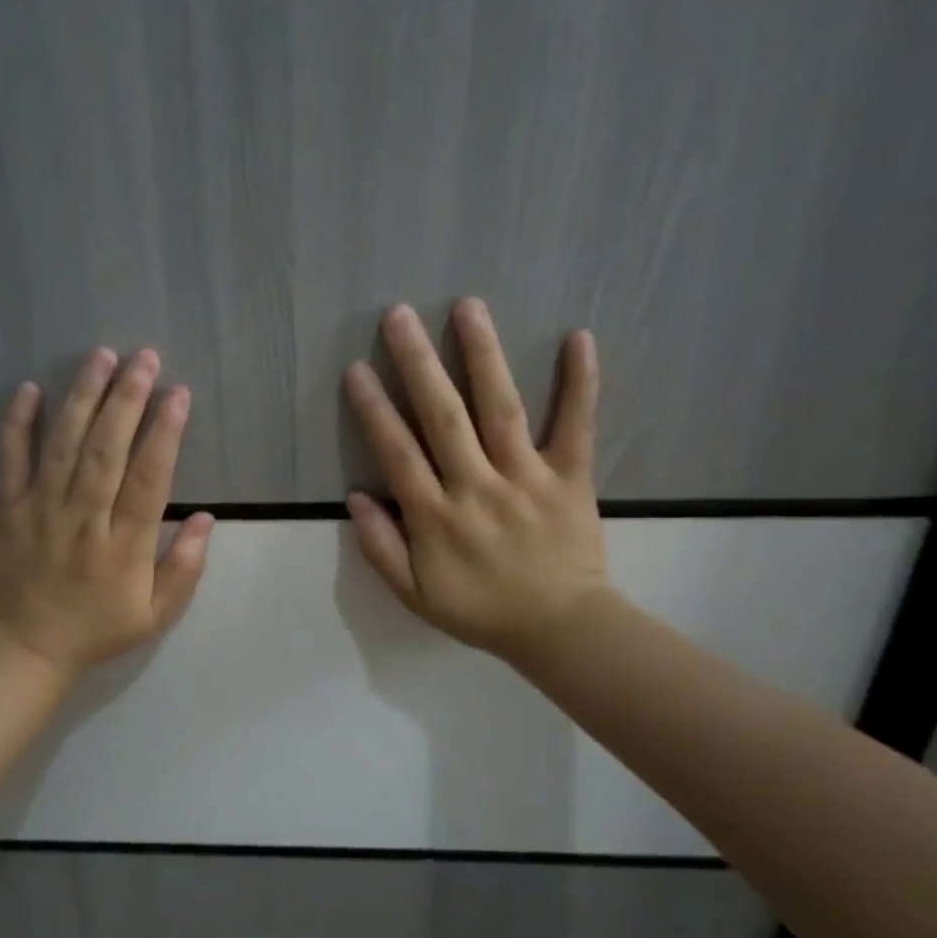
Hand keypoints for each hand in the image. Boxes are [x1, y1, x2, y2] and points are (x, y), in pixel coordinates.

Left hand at [0, 348, 213, 677]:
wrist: (25, 647)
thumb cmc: (98, 628)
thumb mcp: (155, 615)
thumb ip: (185, 568)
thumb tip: (207, 518)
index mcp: (124, 545)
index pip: (149, 479)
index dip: (165, 434)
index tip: (179, 394)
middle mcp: (83, 518)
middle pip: (106, 450)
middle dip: (127, 400)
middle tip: (144, 358)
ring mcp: (40, 509)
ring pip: (63, 445)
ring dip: (82, 397)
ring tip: (101, 357)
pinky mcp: (8, 508)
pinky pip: (10, 460)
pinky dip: (18, 423)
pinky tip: (30, 388)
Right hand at [343, 300, 608, 665]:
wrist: (561, 629)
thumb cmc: (482, 611)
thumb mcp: (416, 596)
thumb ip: (382, 548)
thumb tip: (356, 498)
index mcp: (437, 517)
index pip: (398, 453)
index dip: (374, 410)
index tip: (357, 368)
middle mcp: (478, 487)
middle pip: (443, 418)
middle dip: (418, 364)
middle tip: (398, 315)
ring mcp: (527, 478)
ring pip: (501, 410)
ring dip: (483, 357)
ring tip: (468, 307)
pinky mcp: (571, 477)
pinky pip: (576, 426)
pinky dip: (579, 384)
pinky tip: (578, 338)